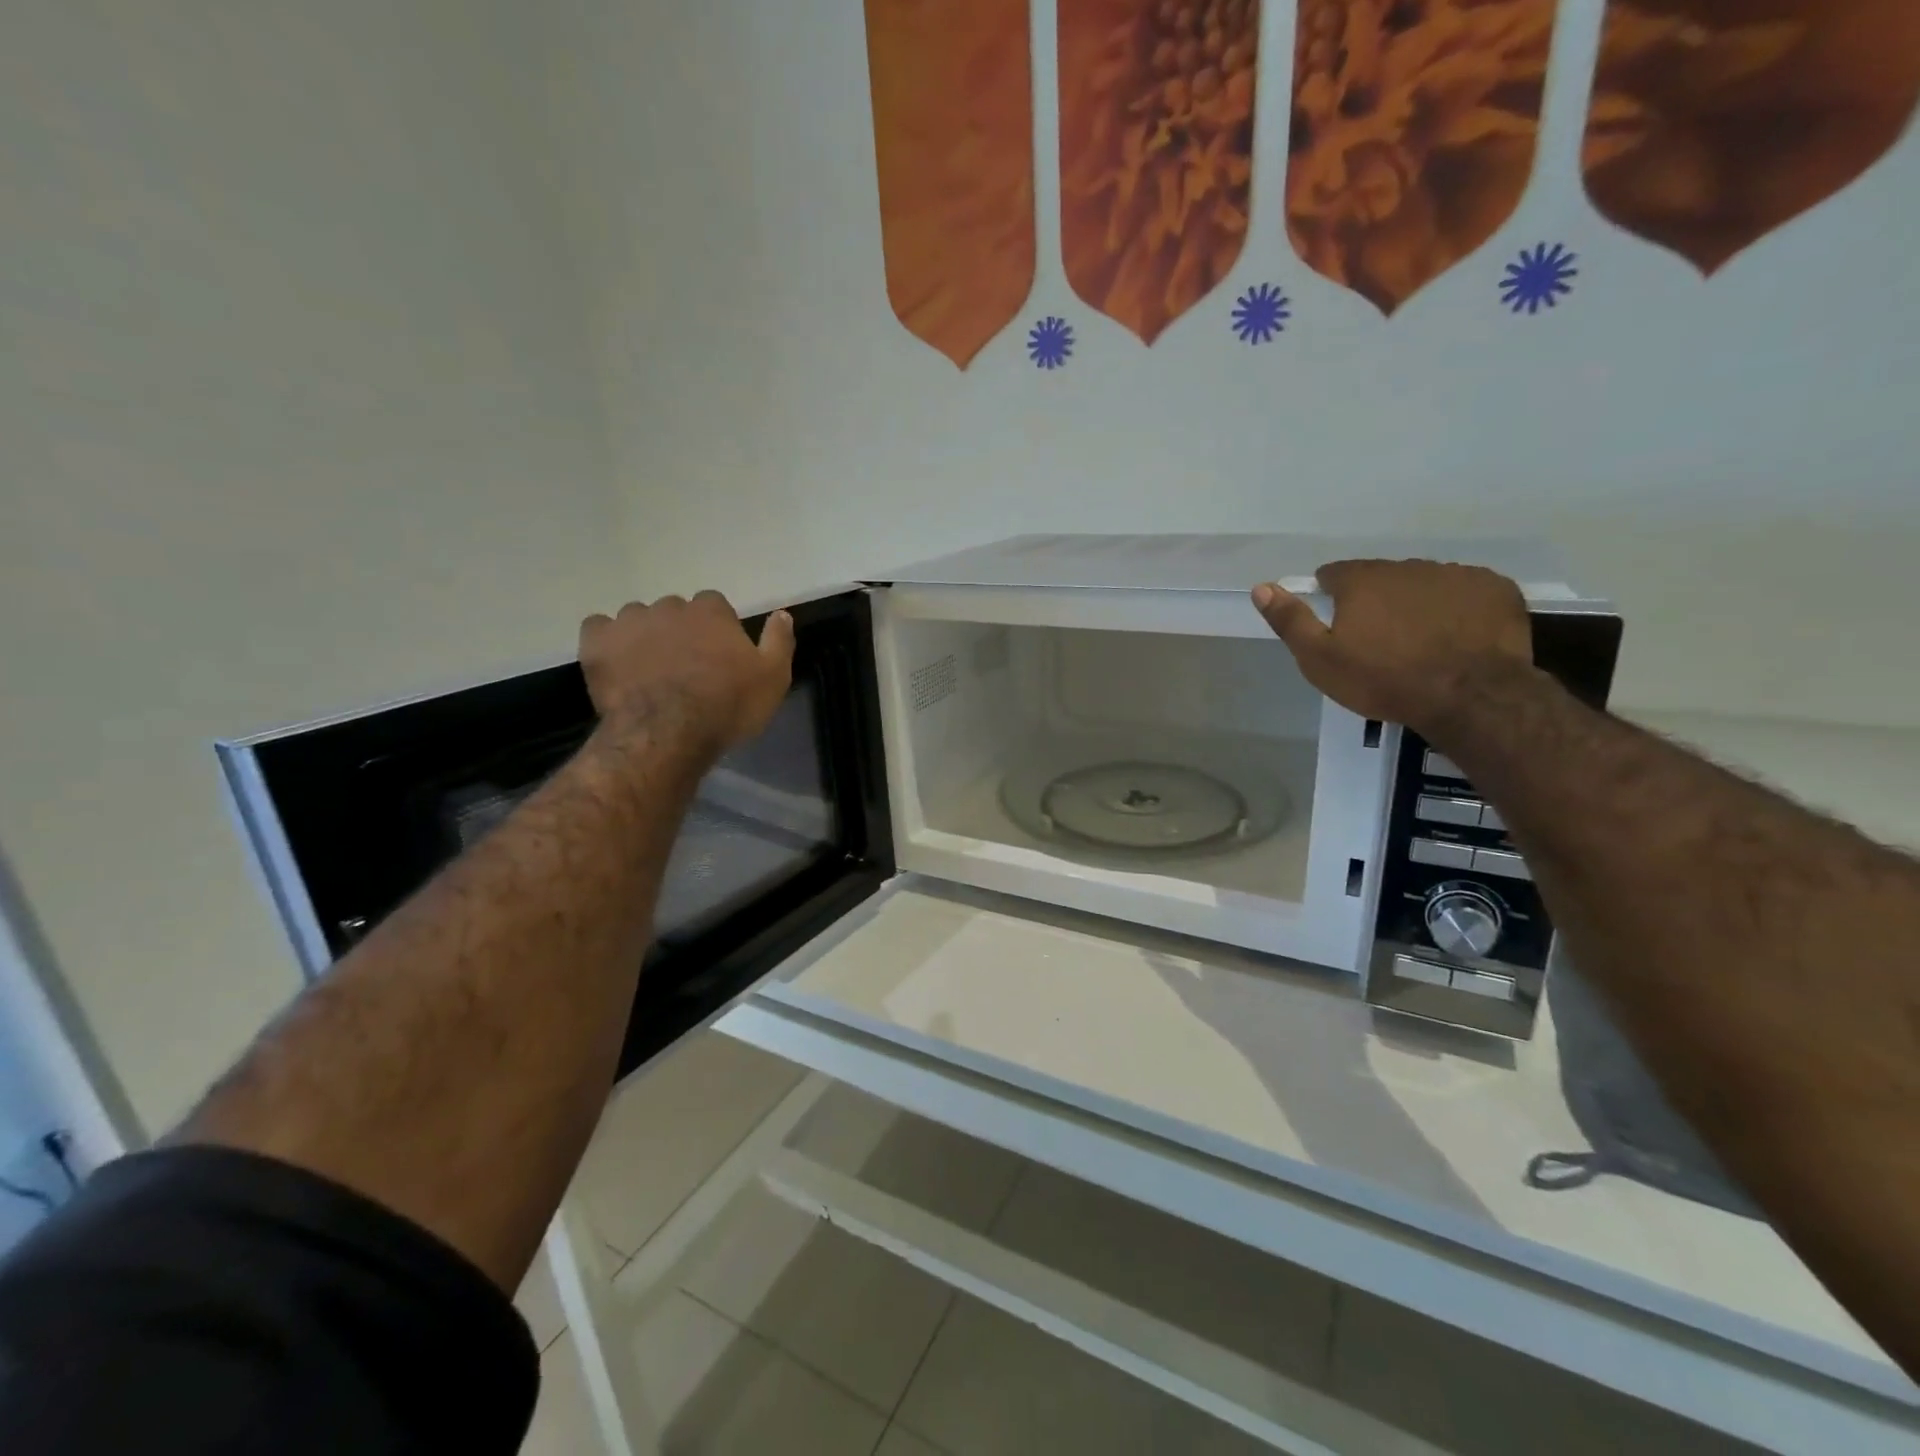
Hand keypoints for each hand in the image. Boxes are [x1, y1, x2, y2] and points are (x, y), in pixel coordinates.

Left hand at [579, 592, 795, 755]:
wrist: (669, 733)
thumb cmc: (727, 706)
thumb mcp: (773, 679)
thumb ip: (779, 642)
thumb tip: (782, 614)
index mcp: (712, 611)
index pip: (714, 605)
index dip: (716, 630)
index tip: (717, 656)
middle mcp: (670, 606)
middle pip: (675, 611)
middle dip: (679, 632)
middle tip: (684, 667)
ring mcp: (630, 621)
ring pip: (638, 619)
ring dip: (644, 636)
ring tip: (648, 671)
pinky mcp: (597, 642)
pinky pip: (599, 629)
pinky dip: (607, 642)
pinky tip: (616, 664)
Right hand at [1251, 560, 1533, 733]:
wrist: (1470, 696)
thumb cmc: (1384, 679)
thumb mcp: (1320, 659)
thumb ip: (1290, 620)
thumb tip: (1262, 587)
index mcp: (1362, 580)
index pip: (1336, 574)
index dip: (1332, 596)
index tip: (1338, 623)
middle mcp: (1407, 566)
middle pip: (1382, 578)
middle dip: (1376, 600)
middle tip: (1379, 640)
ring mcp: (1456, 574)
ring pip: (1425, 584)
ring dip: (1417, 603)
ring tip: (1421, 641)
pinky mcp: (1495, 589)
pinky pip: (1466, 592)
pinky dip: (1458, 609)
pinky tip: (1457, 637)